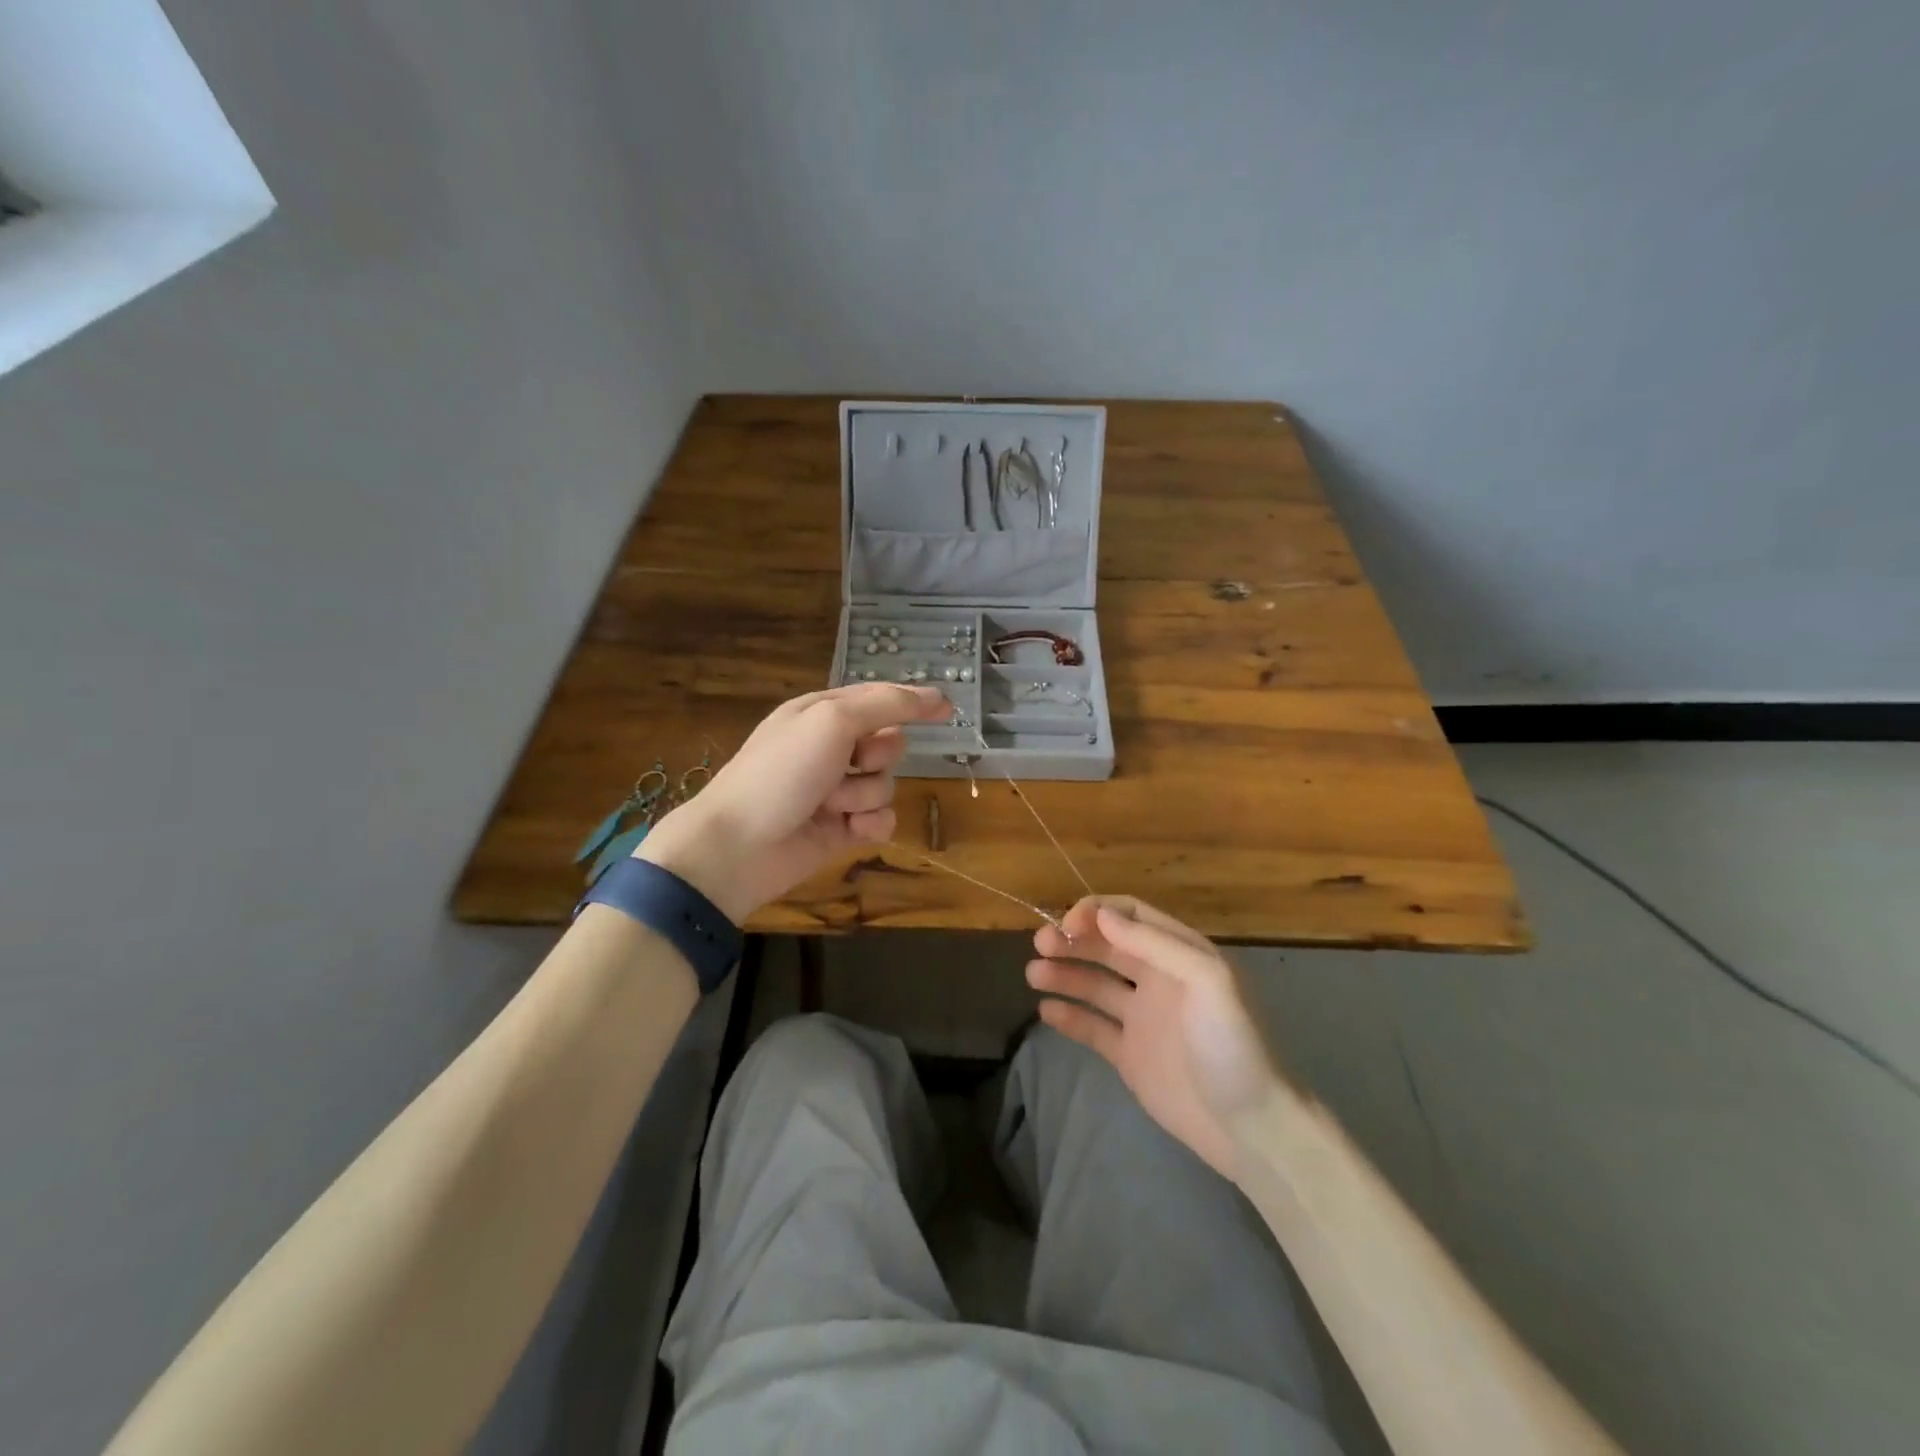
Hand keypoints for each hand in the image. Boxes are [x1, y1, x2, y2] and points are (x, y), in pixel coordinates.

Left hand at [637, 684, 951, 923]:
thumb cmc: (781, 772)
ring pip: (885, 785)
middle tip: (852, 762)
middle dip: (878, 755)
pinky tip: (850, 832)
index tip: (947, 710)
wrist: (740, 846)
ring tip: (831, 805)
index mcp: (822, 714)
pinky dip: (869, 825)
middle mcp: (830, 749)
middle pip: (888, 744)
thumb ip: (887, 705)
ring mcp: (835, 791)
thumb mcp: (833, 721)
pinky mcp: (841, 829)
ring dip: (865, 795)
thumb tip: (937, 697)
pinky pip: (881, 820)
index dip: (911, 703)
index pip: (879, 699)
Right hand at [1028, 896, 1287, 1177]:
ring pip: (1095, 984)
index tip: (1067, 924)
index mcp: (1181, 954)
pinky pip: (1093, 1027)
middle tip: (1039, 944)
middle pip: (1107, 946)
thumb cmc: (1233, 1045)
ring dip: (1064, 973)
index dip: (1098, 912)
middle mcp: (1159, 979)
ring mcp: (1143, 1018)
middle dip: (1073, 939)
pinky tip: (1046, 1010)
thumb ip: (1156, 944)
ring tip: (1033, 975)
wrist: (1251, 1129)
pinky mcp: (1130, 1055)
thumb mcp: (1207, 981)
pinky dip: (1069, 1016)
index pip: (1131, 916)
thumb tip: (1103, 916)